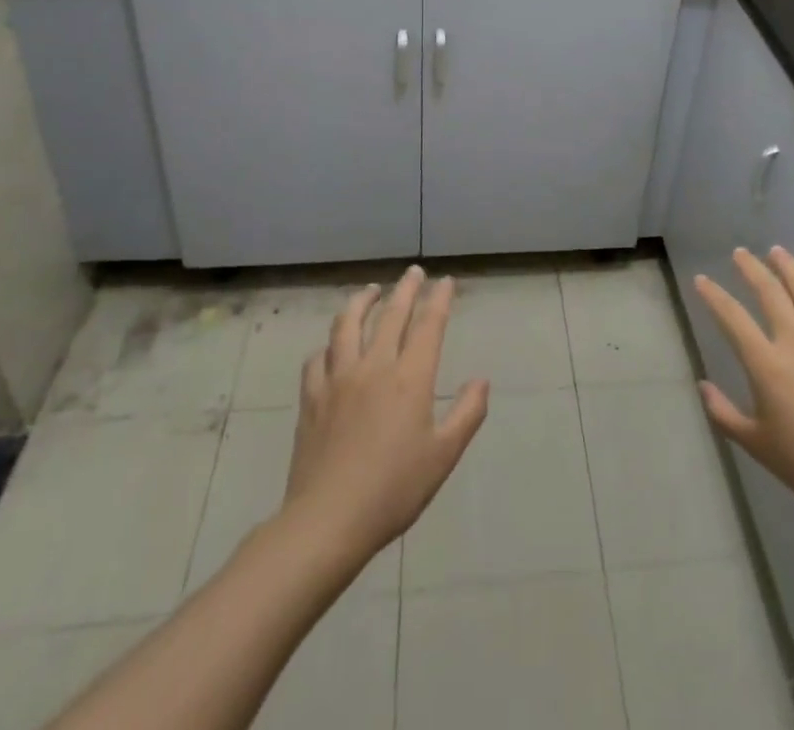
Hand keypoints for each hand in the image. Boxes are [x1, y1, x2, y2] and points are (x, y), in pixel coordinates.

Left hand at [283, 266, 489, 562]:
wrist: (327, 521)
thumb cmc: (393, 490)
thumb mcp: (443, 456)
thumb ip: (467, 413)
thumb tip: (481, 381)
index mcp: (410, 378)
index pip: (428, 324)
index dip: (439, 299)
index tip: (446, 281)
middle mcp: (374, 366)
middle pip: (390, 314)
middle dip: (405, 289)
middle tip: (414, 272)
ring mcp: (338, 379)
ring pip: (347, 325)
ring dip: (361, 302)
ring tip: (370, 291)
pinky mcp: (312, 397)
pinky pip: (318, 358)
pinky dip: (328, 345)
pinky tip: (331, 346)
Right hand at [694, 246, 793, 533]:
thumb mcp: (756, 444)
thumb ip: (724, 413)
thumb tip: (702, 386)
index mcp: (767, 364)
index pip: (732, 317)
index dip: (713, 295)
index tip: (701, 279)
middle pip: (769, 291)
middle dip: (751, 267)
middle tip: (740, 253)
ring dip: (789, 266)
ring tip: (777, 251)